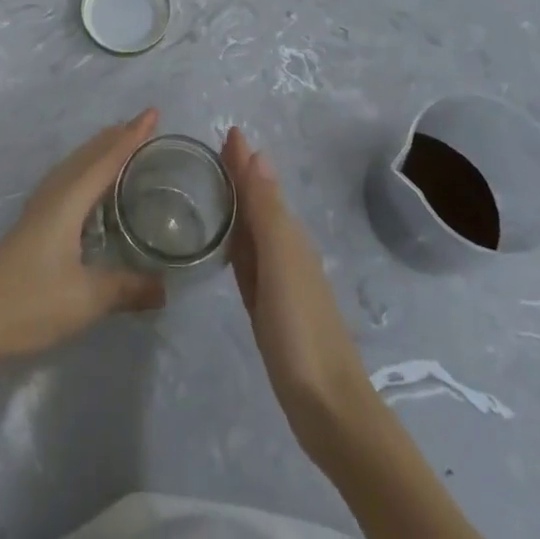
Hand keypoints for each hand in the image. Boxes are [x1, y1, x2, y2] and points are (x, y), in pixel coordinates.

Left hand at [0, 110, 165, 371]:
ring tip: (119, 142)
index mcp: (70, 200)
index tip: (153, 112)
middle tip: (143, 123)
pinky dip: (84, 167)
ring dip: (98, 149)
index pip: (108, 158)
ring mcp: (39, 206)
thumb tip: (165, 289)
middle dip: (116, 136)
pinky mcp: (31, 222)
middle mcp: (55, 193)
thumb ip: (127, 289)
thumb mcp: (87, 298)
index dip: (132, 136)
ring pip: (74, 164)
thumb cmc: (31, 300)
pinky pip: (66, 177)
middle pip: (89, 154)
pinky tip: (85, 183)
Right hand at [221, 127, 374, 445]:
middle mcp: (285, 250)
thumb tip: (258, 153)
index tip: (226, 131)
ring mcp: (279, 281)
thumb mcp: (280, 261)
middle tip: (212, 153)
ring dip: (237, 207)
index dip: (243, 160)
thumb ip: (266, 210)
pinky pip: (249, 263)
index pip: (259, 184)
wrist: (327, 406)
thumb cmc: (300, 328)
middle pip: (257, 204)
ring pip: (253, 231)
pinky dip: (237, 245)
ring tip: (212, 189)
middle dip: (239, 176)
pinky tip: (227, 246)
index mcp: (287, 235)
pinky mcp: (270, 309)